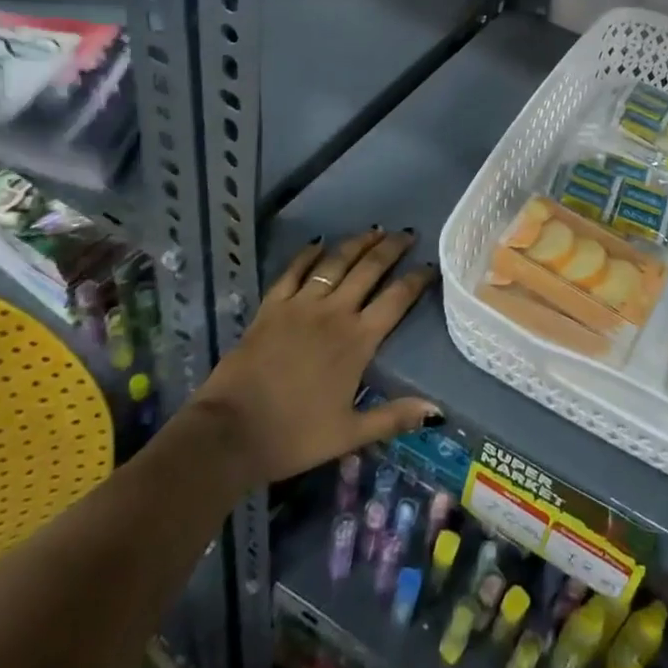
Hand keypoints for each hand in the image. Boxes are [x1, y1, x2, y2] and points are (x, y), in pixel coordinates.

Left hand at [190, 229, 441, 484]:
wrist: (230, 432)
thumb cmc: (294, 436)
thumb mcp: (349, 434)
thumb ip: (394, 417)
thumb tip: (436, 409)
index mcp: (357, 341)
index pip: (396, 299)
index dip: (417, 279)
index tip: (431, 266)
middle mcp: (333, 313)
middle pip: (369, 270)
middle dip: (391, 248)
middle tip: (407, 234)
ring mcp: (300, 305)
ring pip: (335, 262)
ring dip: (357, 243)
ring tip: (374, 230)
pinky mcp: (271, 306)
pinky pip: (293, 271)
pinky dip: (308, 254)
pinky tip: (318, 243)